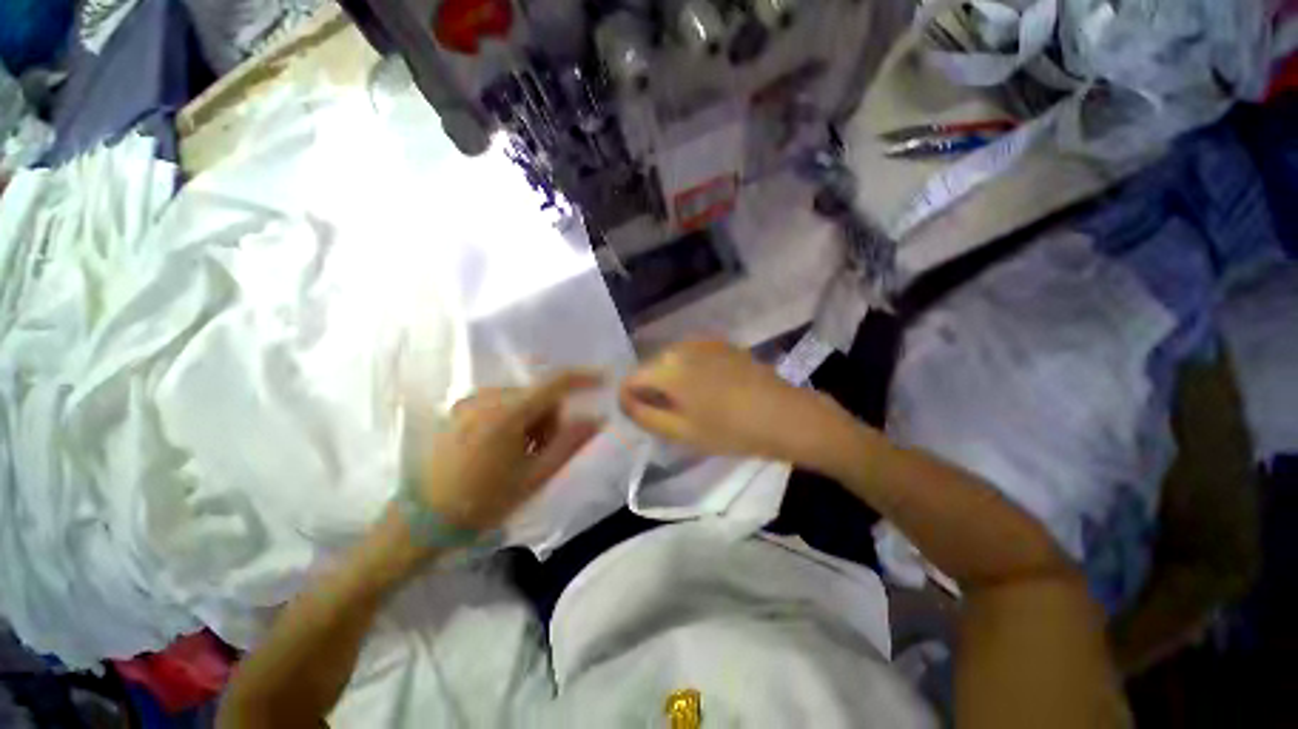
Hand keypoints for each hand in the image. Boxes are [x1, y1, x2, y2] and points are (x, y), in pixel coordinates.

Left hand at [414, 371, 603, 530]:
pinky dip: (513, 418)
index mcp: (507, 414)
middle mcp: (486, 398)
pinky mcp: (459, 409)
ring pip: (521, 399)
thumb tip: (598, 419)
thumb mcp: (535, 476)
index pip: (554, 384)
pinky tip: (501, 446)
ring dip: (531, 420)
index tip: (603, 378)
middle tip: (541, 451)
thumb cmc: (485, 501)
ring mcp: (469, 402)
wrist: (425, 520)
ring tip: (519, 453)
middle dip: (549, 419)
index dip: (583, 378)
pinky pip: (501, 402)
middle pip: (539, 395)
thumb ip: (570, 443)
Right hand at [618, 340, 846, 464]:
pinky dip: (690, 370)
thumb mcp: (682, 432)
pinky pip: (692, 356)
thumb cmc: (731, 430)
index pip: (630, 379)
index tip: (642, 417)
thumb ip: (645, 415)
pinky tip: (710, 389)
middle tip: (670, 415)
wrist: (785, 415)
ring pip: (671, 360)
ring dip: (671, 380)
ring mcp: (703, 343)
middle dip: (651, 389)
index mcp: (667, 370)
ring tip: (690, 403)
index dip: (629, 399)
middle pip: (650, 368)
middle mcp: (680, 348)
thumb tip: (625, 401)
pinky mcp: (722, 344)